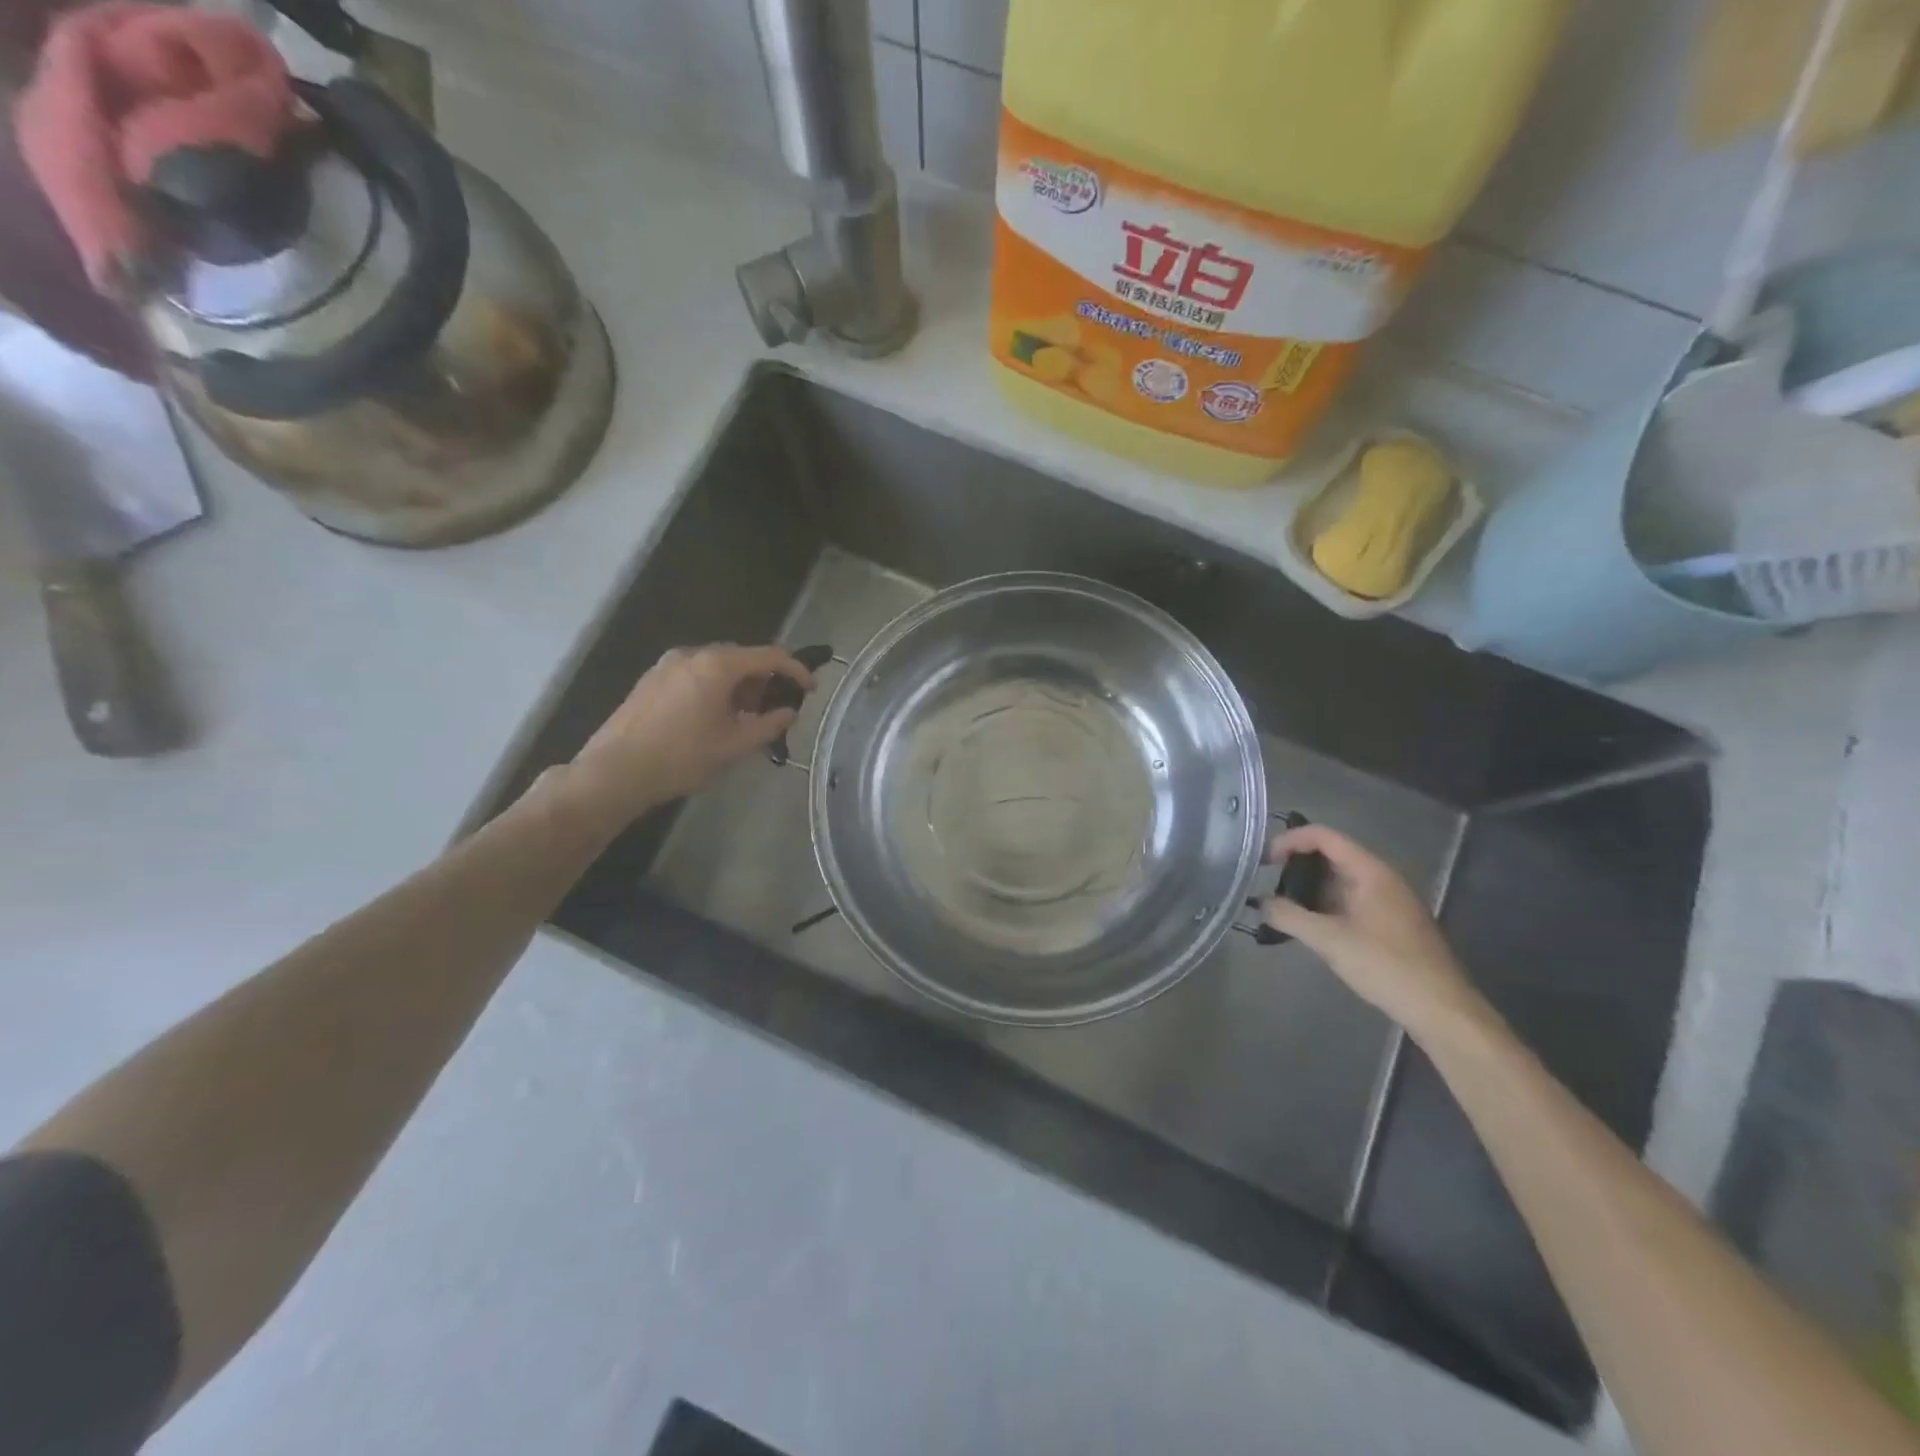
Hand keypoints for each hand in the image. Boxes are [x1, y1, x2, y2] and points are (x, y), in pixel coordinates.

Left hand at [560, 643, 812, 832]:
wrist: (614, 771)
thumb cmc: (681, 757)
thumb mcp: (734, 745)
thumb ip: (769, 725)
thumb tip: (788, 712)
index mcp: (717, 665)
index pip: (769, 655)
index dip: (795, 670)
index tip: (810, 688)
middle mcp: (692, 655)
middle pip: (741, 657)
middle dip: (764, 679)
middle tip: (775, 708)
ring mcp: (667, 665)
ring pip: (716, 666)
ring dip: (738, 685)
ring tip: (746, 716)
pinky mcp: (651, 680)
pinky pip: (694, 674)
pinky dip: (714, 688)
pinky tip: (714, 717)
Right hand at [1263, 824, 1485, 1037]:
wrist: (1441, 1009)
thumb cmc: (1386, 966)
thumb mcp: (1330, 941)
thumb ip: (1290, 917)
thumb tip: (1261, 904)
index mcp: (1371, 872)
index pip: (1324, 837)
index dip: (1291, 841)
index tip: (1265, 861)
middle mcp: (1381, 879)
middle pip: (1332, 856)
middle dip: (1297, 867)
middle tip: (1269, 885)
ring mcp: (1388, 902)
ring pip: (1340, 882)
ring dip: (1310, 890)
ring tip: (1283, 908)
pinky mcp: (1390, 924)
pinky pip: (1350, 902)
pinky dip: (1325, 907)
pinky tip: (1310, 928)